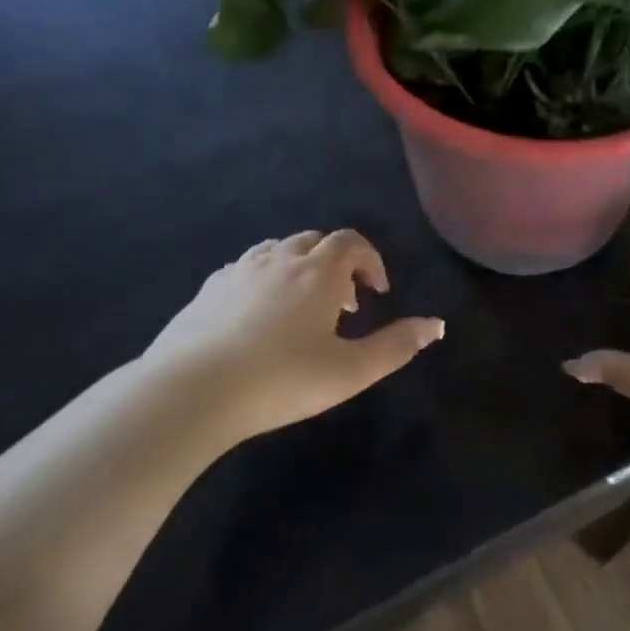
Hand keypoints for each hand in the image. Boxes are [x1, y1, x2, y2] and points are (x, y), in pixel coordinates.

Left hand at [144, 229, 443, 444]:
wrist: (193, 389)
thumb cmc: (282, 380)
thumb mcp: (350, 371)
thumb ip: (396, 346)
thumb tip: (436, 325)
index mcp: (317, 271)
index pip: (351, 242)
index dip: (370, 260)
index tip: (377, 292)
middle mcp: (279, 259)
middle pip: (315, 241)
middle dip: (337, 264)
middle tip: (344, 304)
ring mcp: (239, 270)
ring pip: (278, 250)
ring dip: (300, 268)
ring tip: (303, 308)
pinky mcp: (208, 288)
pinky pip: (245, 268)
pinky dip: (264, 279)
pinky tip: (258, 315)